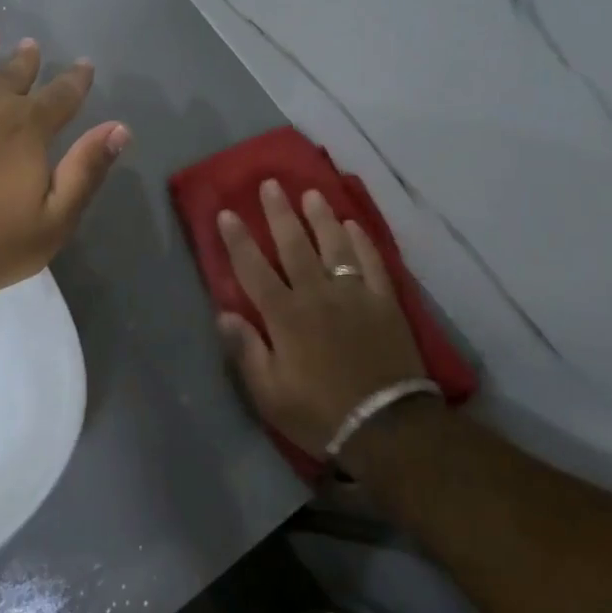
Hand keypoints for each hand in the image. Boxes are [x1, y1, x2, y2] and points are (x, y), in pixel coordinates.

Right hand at [218, 181, 427, 459]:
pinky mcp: (384, 301)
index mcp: (284, 316)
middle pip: (294, 245)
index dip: (238, 240)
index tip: (227, 213)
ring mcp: (354, 294)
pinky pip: (372, 262)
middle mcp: (316, 294)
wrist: (387, 428)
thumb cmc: (320, 413)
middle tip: (270, 184)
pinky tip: (353, 225)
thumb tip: (224, 313)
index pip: (254, 268)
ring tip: (312, 194)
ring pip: (334, 245)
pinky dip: (361, 241)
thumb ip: (247, 350)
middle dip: (279, 213)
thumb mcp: (270, 394)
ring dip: (321, 217)